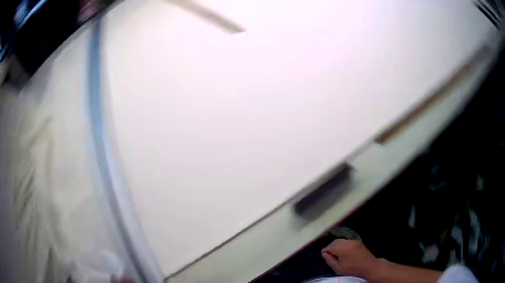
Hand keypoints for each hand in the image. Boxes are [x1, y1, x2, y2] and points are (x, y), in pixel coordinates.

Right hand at [321, 239, 381, 279]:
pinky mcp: (357, 242)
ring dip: (336, 245)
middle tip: (328, 255)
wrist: (369, 266)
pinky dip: (342, 244)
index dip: (325, 251)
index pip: (329, 246)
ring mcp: (353, 241)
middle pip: (335, 242)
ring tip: (335, 254)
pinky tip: (342, 251)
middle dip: (330, 247)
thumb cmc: (352, 269)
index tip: (324, 256)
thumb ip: (329, 260)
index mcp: (342, 248)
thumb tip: (323, 253)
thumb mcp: (338, 268)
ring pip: (340, 240)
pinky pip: (346, 241)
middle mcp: (348, 242)